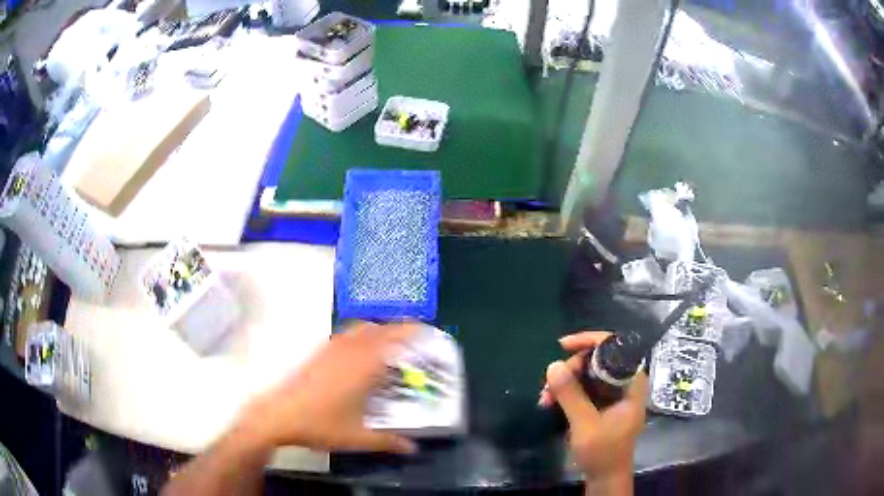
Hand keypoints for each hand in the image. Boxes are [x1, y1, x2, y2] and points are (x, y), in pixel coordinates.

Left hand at [236, 322, 418, 454]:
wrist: (278, 415)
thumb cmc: (320, 424)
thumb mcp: (357, 437)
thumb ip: (387, 442)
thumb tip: (413, 448)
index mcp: (362, 368)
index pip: (390, 339)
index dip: (409, 330)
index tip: (424, 329)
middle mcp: (347, 352)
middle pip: (374, 329)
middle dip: (393, 329)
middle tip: (408, 340)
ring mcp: (329, 351)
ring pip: (356, 329)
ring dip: (373, 331)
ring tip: (385, 344)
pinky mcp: (316, 354)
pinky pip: (342, 336)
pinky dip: (356, 337)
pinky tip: (356, 355)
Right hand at [540, 331, 647, 488]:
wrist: (605, 477)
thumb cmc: (603, 452)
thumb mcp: (585, 424)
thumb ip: (571, 395)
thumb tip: (553, 365)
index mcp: (631, 383)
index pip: (615, 348)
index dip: (590, 341)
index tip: (563, 346)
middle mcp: (625, 383)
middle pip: (598, 360)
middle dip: (571, 368)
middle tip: (549, 384)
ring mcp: (614, 394)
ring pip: (588, 374)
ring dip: (565, 382)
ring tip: (544, 398)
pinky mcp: (603, 404)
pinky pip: (584, 388)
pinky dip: (567, 392)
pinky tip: (550, 402)